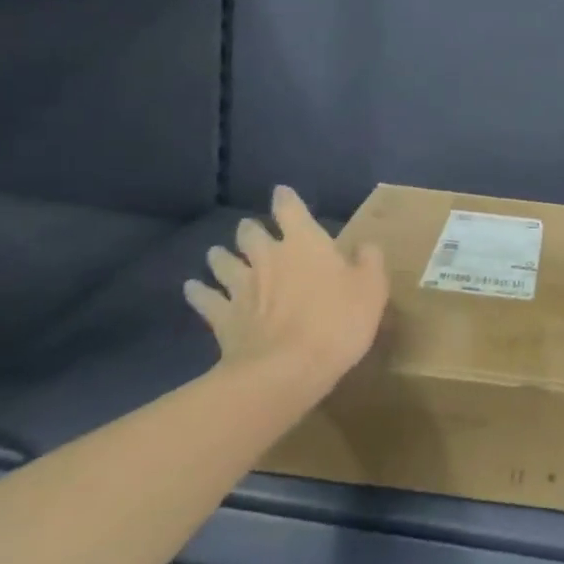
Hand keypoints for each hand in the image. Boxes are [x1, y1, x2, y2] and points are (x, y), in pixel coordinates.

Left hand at [184, 186, 388, 388]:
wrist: (286, 369)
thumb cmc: (337, 322)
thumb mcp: (371, 289)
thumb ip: (369, 262)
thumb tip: (365, 246)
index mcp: (304, 243)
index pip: (290, 209)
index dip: (285, 199)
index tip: (282, 193)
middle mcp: (267, 256)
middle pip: (250, 233)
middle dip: (250, 230)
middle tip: (252, 232)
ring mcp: (241, 286)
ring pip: (223, 261)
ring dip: (221, 256)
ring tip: (218, 254)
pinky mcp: (222, 317)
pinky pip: (204, 298)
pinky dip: (197, 292)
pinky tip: (192, 288)